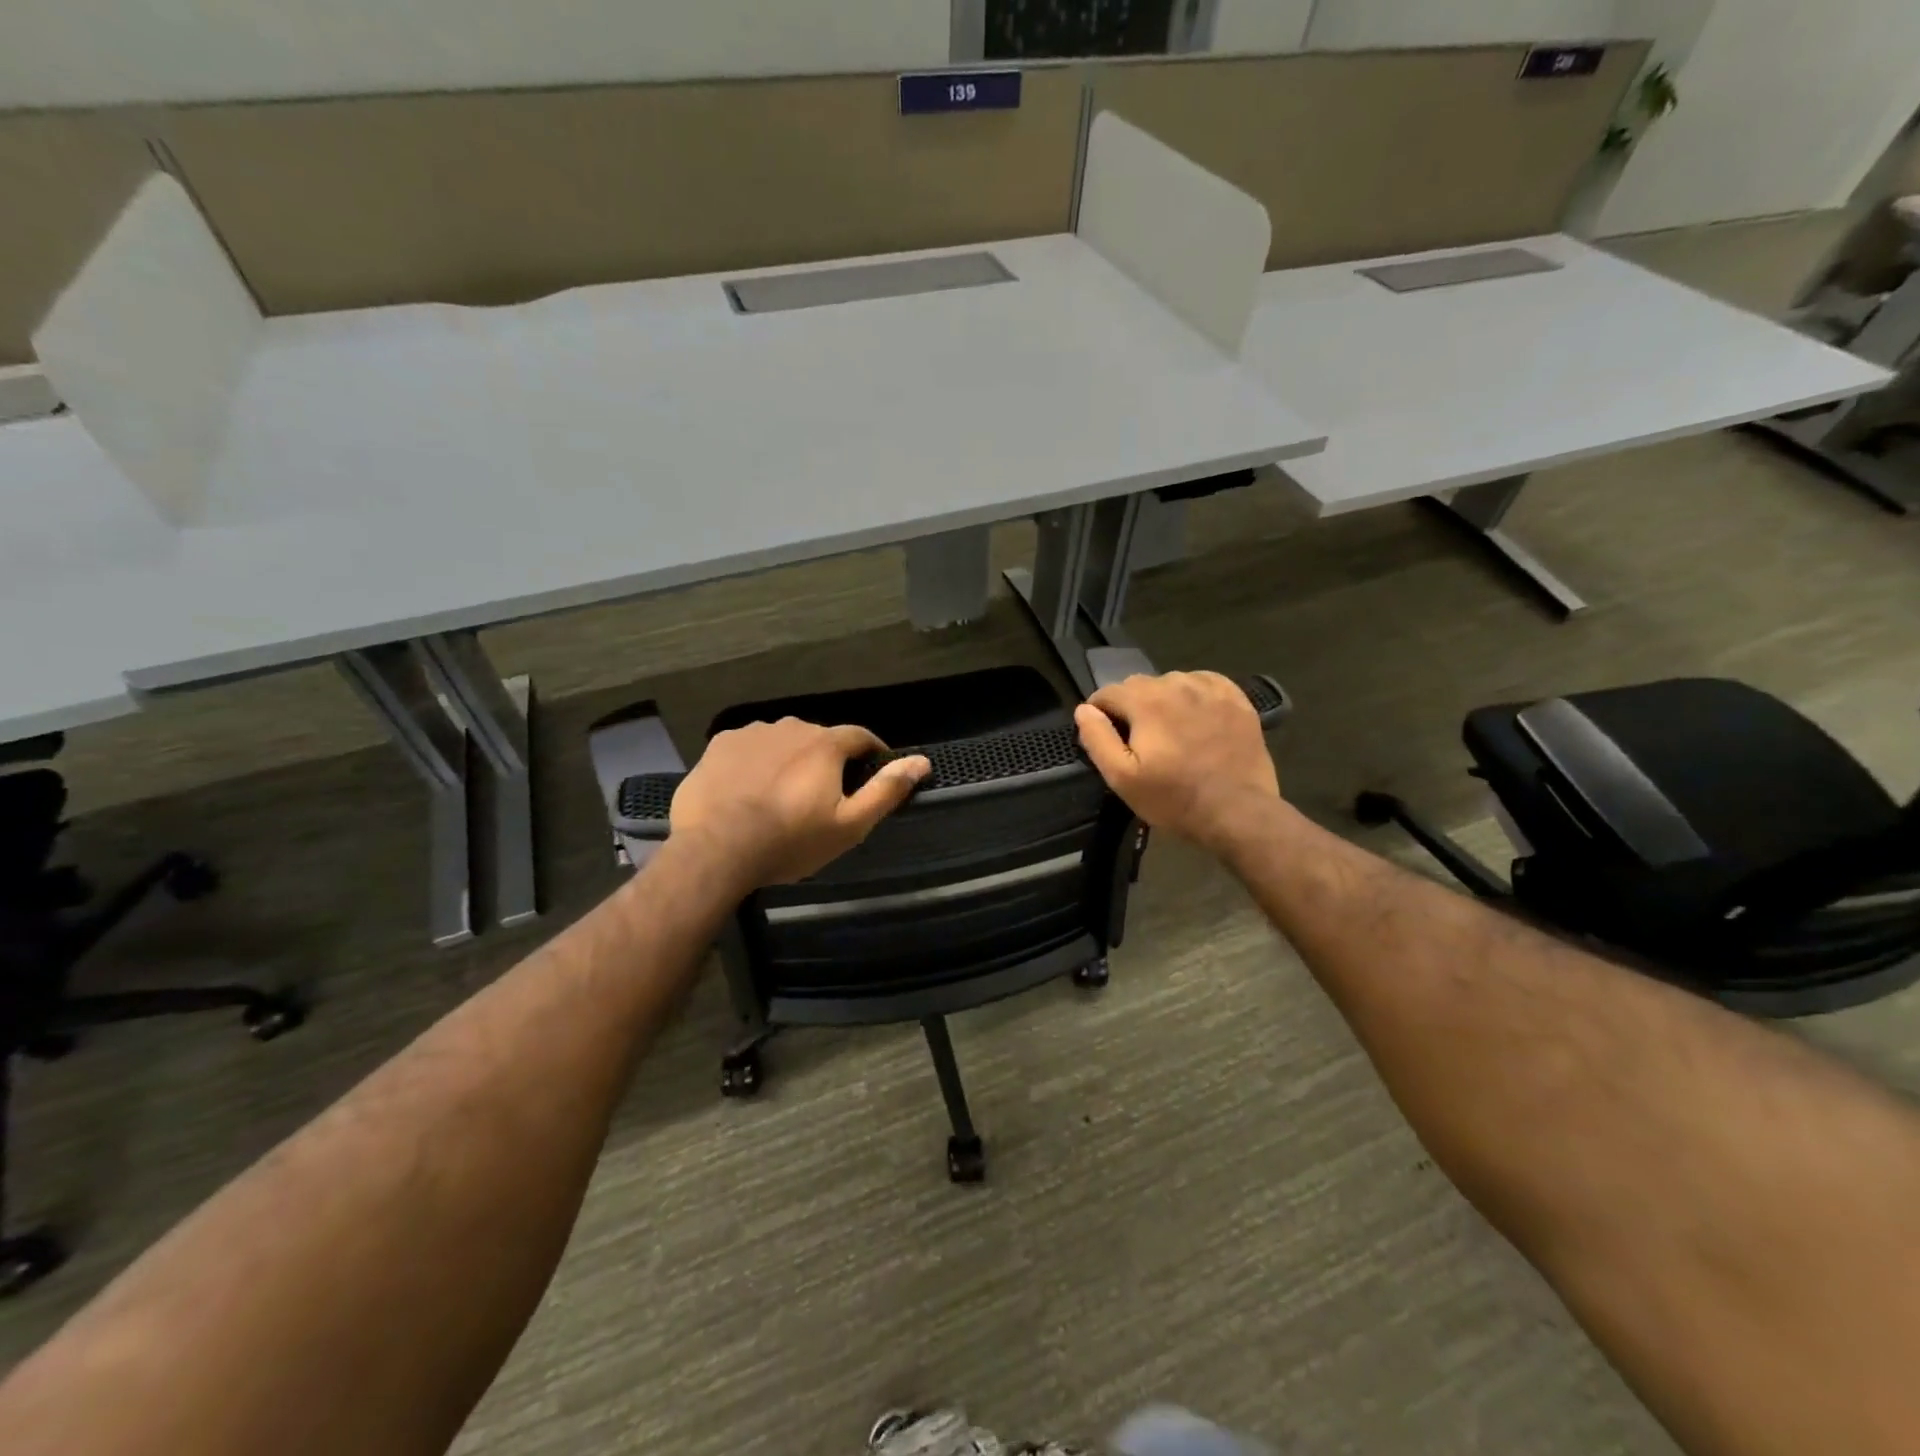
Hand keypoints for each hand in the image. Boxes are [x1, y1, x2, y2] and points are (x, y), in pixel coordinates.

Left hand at [670, 718, 930, 888]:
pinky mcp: (719, 745)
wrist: (715, 849)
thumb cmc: (790, 839)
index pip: (860, 736)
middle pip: (819, 738)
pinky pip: (749, 748)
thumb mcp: (849, 824)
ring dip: (790, 759)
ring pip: (782, 741)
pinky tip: (749, 789)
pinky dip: (756, 762)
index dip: (872, 751)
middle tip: (824, 794)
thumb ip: (886, 790)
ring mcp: (751, 733)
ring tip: (783, 793)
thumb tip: (922, 762)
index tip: (874, 769)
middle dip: (828, 759)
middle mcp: (790, 727)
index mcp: (825, 744)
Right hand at [1073, 671, 1279, 855]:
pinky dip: (1193, 694)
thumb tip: (1084, 710)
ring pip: (1171, 682)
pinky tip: (1195, 717)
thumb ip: (1098, 738)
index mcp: (1146, 701)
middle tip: (1138, 741)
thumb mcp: (1122, 778)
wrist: (1238, 812)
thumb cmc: (1174, 799)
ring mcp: (1211, 690)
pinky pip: (1205, 683)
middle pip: (1138, 684)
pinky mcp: (1237, 700)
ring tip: (1168, 731)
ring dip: (1162, 700)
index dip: (1099, 713)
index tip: (1106, 737)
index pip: (1107, 692)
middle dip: (1130, 707)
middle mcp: (1177, 684)